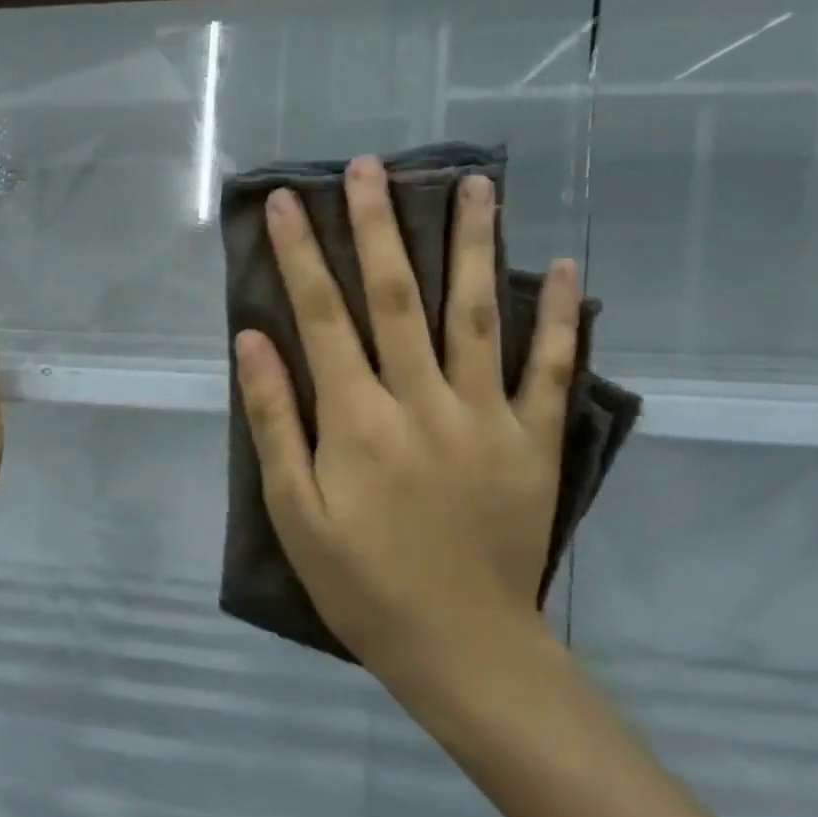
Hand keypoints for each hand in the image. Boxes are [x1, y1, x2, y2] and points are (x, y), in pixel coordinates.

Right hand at [232, 156, 579, 690]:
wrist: (463, 648)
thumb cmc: (361, 581)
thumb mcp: (294, 510)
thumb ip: (275, 420)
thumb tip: (253, 341)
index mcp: (358, 420)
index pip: (322, 316)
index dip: (301, 254)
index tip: (287, 201)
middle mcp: (423, 402)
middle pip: (396, 297)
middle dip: (377, 226)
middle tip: (369, 168)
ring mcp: (487, 418)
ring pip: (477, 314)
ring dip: (472, 244)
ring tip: (472, 184)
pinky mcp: (533, 442)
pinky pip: (550, 369)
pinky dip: (561, 317)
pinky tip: (564, 268)